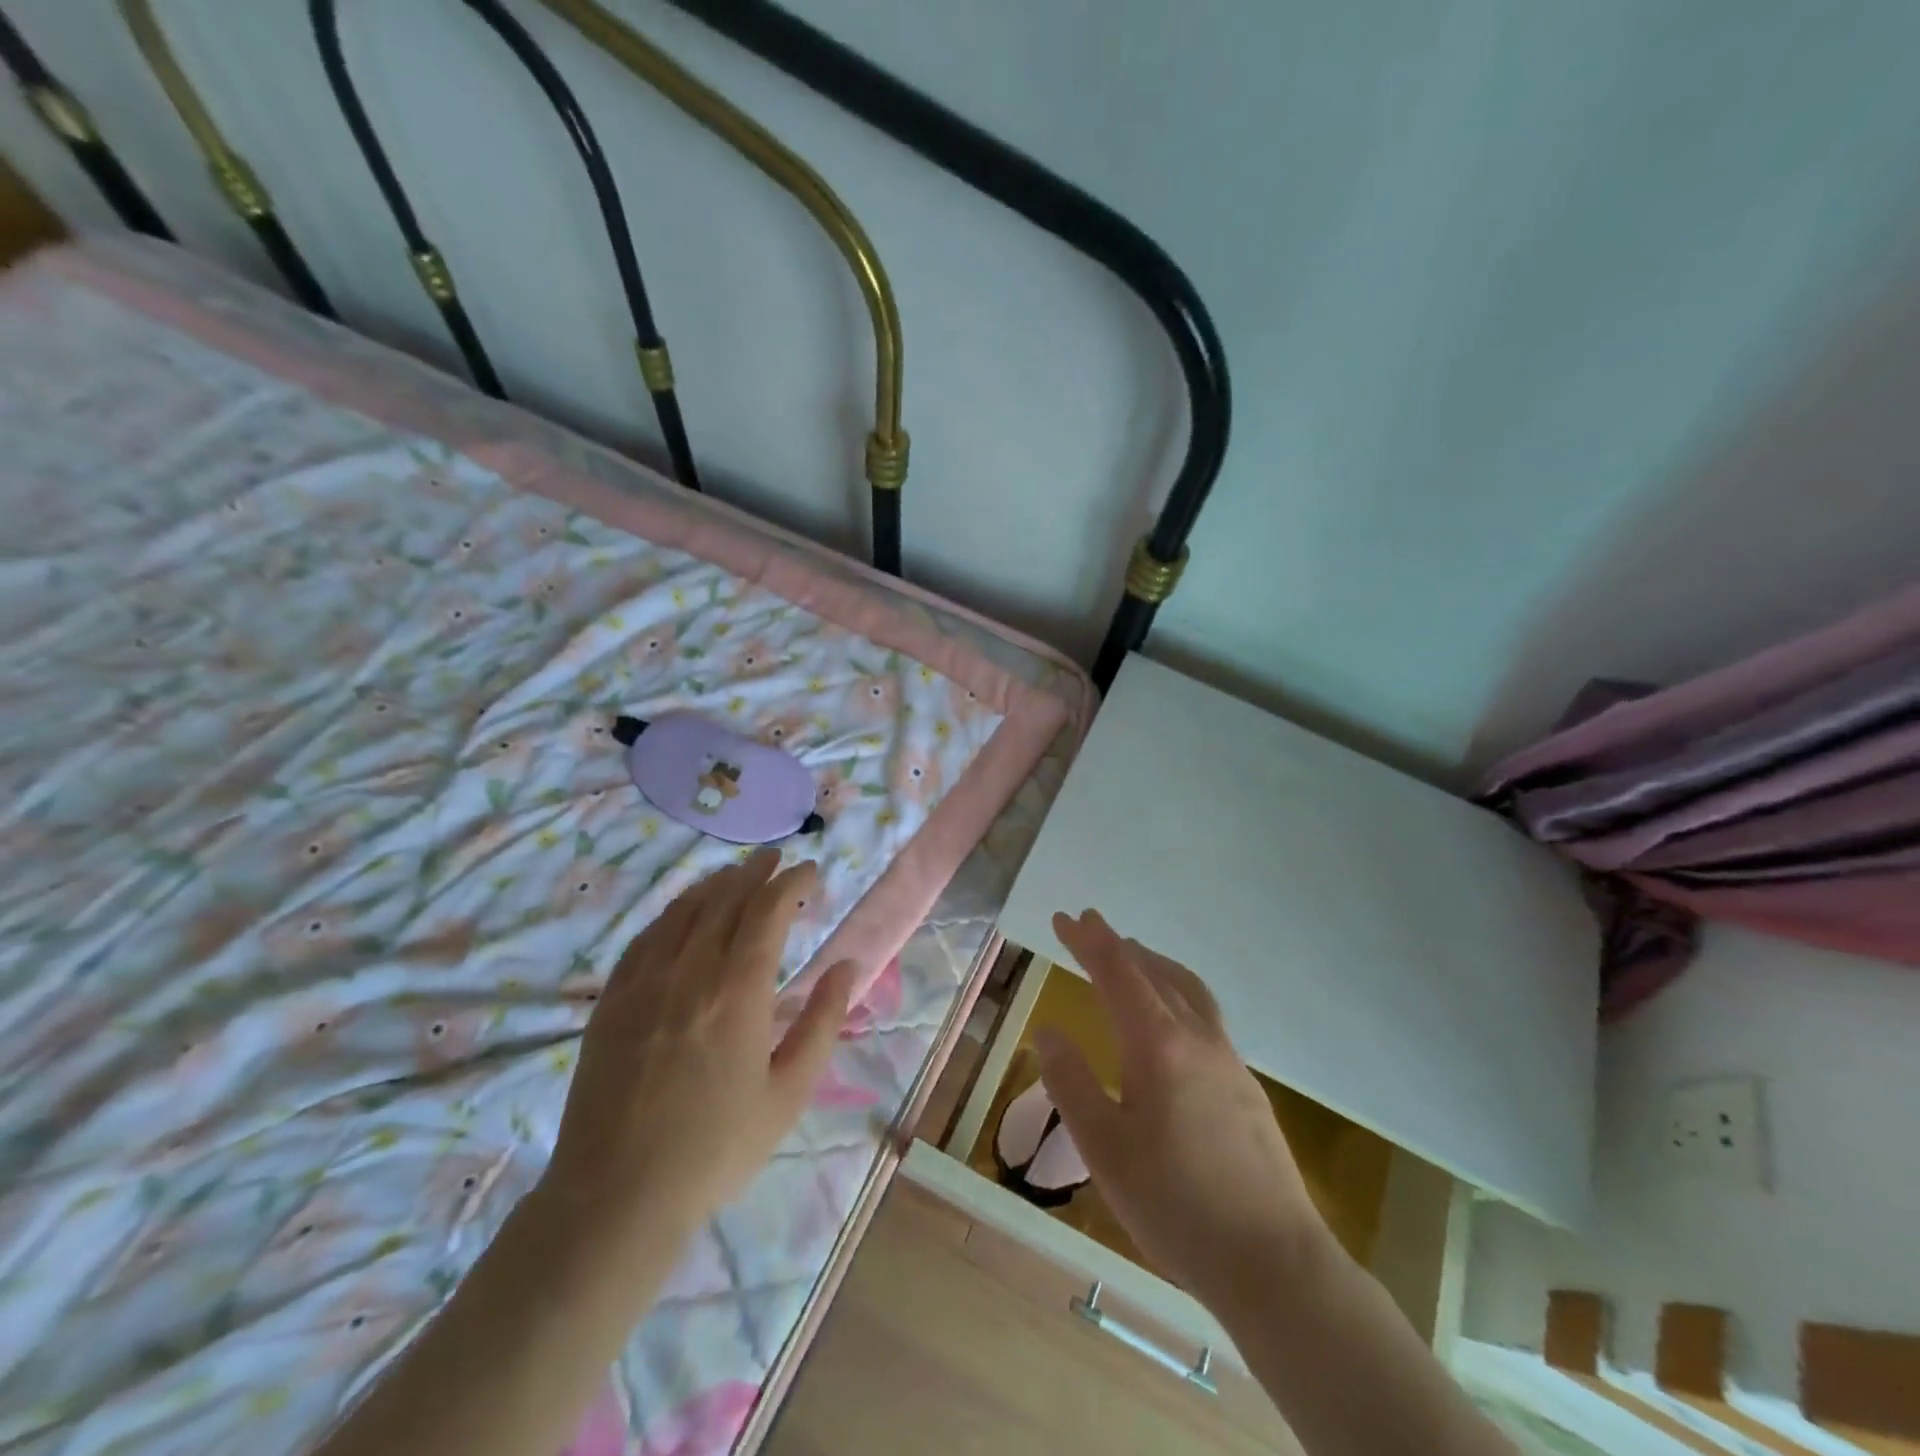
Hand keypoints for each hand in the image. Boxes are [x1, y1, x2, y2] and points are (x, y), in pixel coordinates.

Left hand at [541, 850, 855, 1250]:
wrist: (616, 1197)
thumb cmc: (716, 1149)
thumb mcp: (789, 1093)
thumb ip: (822, 1022)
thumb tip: (846, 966)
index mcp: (738, 992)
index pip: (768, 910)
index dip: (791, 883)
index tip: (810, 873)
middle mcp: (689, 972)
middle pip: (726, 899)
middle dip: (756, 872)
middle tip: (777, 860)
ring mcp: (643, 983)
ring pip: (683, 910)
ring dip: (715, 884)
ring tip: (737, 874)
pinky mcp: (611, 1000)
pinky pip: (646, 936)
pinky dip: (673, 912)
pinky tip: (683, 912)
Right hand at [1037, 910, 1328, 1309]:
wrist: (1274, 1262)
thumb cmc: (1176, 1205)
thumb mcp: (1104, 1148)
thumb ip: (1072, 1083)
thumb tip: (1049, 1030)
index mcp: (1158, 1044)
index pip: (1117, 973)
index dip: (1087, 941)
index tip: (1064, 918)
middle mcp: (1197, 1037)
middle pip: (1153, 971)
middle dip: (1116, 944)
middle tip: (1088, 925)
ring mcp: (1228, 1059)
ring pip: (1187, 988)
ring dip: (1153, 962)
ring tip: (1131, 953)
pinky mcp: (1246, 1084)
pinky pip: (1205, 1013)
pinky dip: (1177, 990)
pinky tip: (1172, 1017)